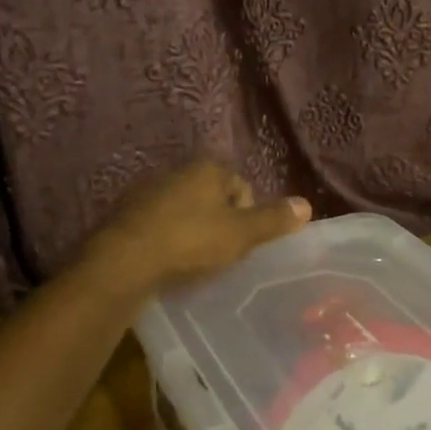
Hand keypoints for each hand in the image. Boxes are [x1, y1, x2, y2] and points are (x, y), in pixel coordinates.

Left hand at [81, 160, 310, 296]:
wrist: (123, 260)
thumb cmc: (190, 241)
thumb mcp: (241, 234)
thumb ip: (274, 220)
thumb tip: (307, 205)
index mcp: (208, 168)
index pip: (242, 187)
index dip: (247, 216)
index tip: (240, 243)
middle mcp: (177, 170)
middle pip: (213, 198)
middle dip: (219, 222)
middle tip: (219, 253)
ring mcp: (148, 190)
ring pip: (184, 210)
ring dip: (192, 230)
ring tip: (192, 260)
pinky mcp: (125, 213)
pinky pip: (159, 224)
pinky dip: (167, 239)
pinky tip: (166, 261)